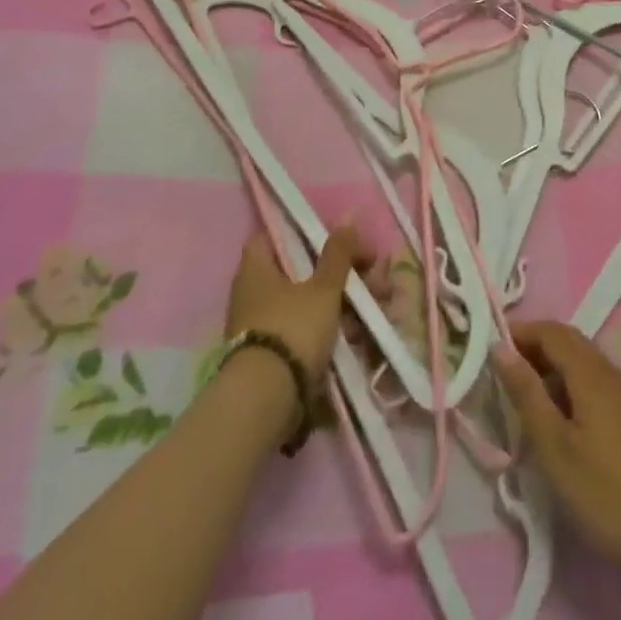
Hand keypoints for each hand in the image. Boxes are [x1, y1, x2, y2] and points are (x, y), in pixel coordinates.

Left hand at [223, 225, 376, 380]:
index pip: (271, 236)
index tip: (331, 238)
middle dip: (334, 273)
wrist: (267, 400)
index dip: (299, 232)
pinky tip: (355, 336)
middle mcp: (251, 294)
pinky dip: (326, 330)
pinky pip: (302, 331)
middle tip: (366, 276)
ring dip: (337, 303)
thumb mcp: (323, 288)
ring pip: (304, 303)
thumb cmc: (292, 328)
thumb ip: (337, 255)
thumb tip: (347, 220)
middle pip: (296, 271)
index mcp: (255, 269)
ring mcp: (259, 326)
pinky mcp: (270, 355)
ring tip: (370, 309)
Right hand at [494, 320, 620, 582]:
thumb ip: (527, 393)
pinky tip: (568, 419)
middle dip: (537, 347)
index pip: (552, 332)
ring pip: (588, 363)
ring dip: (556, 367)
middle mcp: (615, 373)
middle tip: (507, 371)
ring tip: (531, 397)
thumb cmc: (606, 493)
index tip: (493, 348)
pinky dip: (576, 385)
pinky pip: (602, 384)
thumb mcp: (555, 447)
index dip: (521, 332)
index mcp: (592, 374)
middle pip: (571, 342)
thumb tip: (501, 348)